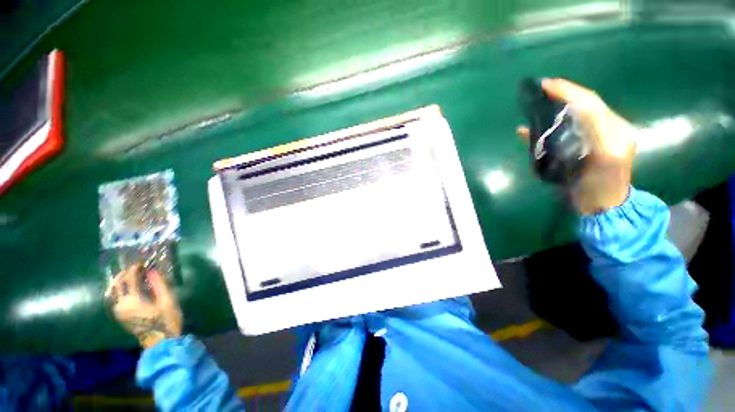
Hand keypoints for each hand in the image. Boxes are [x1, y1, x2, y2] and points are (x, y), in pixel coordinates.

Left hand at [106, 264, 181, 347]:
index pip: (130, 280)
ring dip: (119, 283)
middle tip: (133, 269)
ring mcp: (119, 312)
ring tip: (128, 277)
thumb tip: (152, 271)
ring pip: (112, 293)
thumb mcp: (168, 301)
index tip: (141, 263)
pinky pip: (115, 300)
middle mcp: (122, 305)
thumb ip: (159, 285)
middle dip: (122, 275)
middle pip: (116, 286)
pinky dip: (118, 292)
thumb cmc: (167, 320)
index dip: (134, 270)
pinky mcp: (121, 317)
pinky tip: (126, 290)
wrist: (161, 341)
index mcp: (133, 300)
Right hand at [518, 78, 636, 214]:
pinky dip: (548, 127)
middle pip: (583, 106)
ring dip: (555, 108)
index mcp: (614, 128)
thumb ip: (594, 129)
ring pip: (573, 117)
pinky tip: (530, 130)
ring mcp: (593, 139)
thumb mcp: (605, 155)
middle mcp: (606, 129)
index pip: (590, 102)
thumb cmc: (603, 185)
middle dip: (562, 95)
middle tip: (540, 91)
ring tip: (536, 104)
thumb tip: (571, 109)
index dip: (568, 90)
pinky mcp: (582, 148)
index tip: (545, 84)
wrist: (602, 207)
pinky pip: (564, 131)